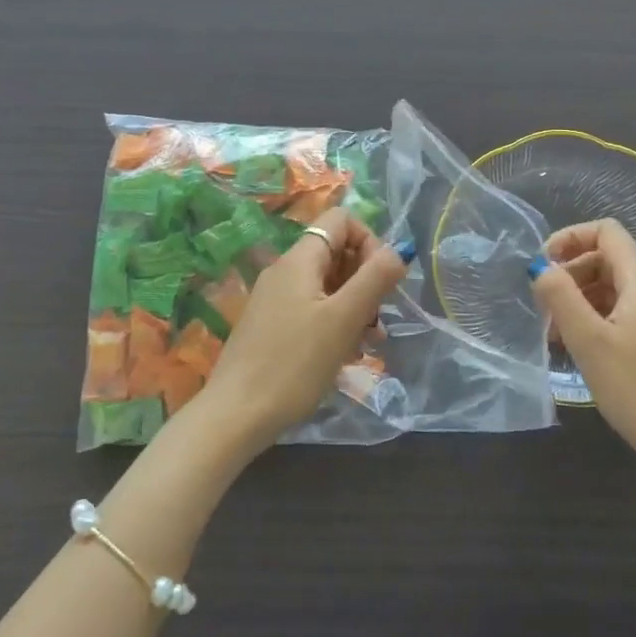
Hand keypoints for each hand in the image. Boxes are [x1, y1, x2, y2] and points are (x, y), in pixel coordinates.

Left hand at [202, 208, 409, 449]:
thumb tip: (399, 251)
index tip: (382, 282)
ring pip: (327, 286)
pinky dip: (335, 323)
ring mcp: (275, 300)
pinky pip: (312, 310)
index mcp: (299, 260)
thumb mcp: (343, 319)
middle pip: (336, 253)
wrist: (236, 415)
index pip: (341, 221)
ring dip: (355, 306)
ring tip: (369, 343)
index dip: (370, 242)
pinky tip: (346, 354)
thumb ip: (374, 278)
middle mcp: (284, 271)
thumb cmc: (295, 364)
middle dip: (365, 280)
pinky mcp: (272, 326)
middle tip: (378, 319)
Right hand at [530, 219, 635, 476]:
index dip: (569, 238)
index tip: (542, 265)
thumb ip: (560, 296)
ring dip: (581, 300)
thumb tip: (540, 266)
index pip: (606, 231)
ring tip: (557, 336)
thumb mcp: (588, 341)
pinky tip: (583, 350)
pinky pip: (626, 312)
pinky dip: (599, 319)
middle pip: (608, 259)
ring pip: (615, 288)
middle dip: (570, 274)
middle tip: (545, 310)